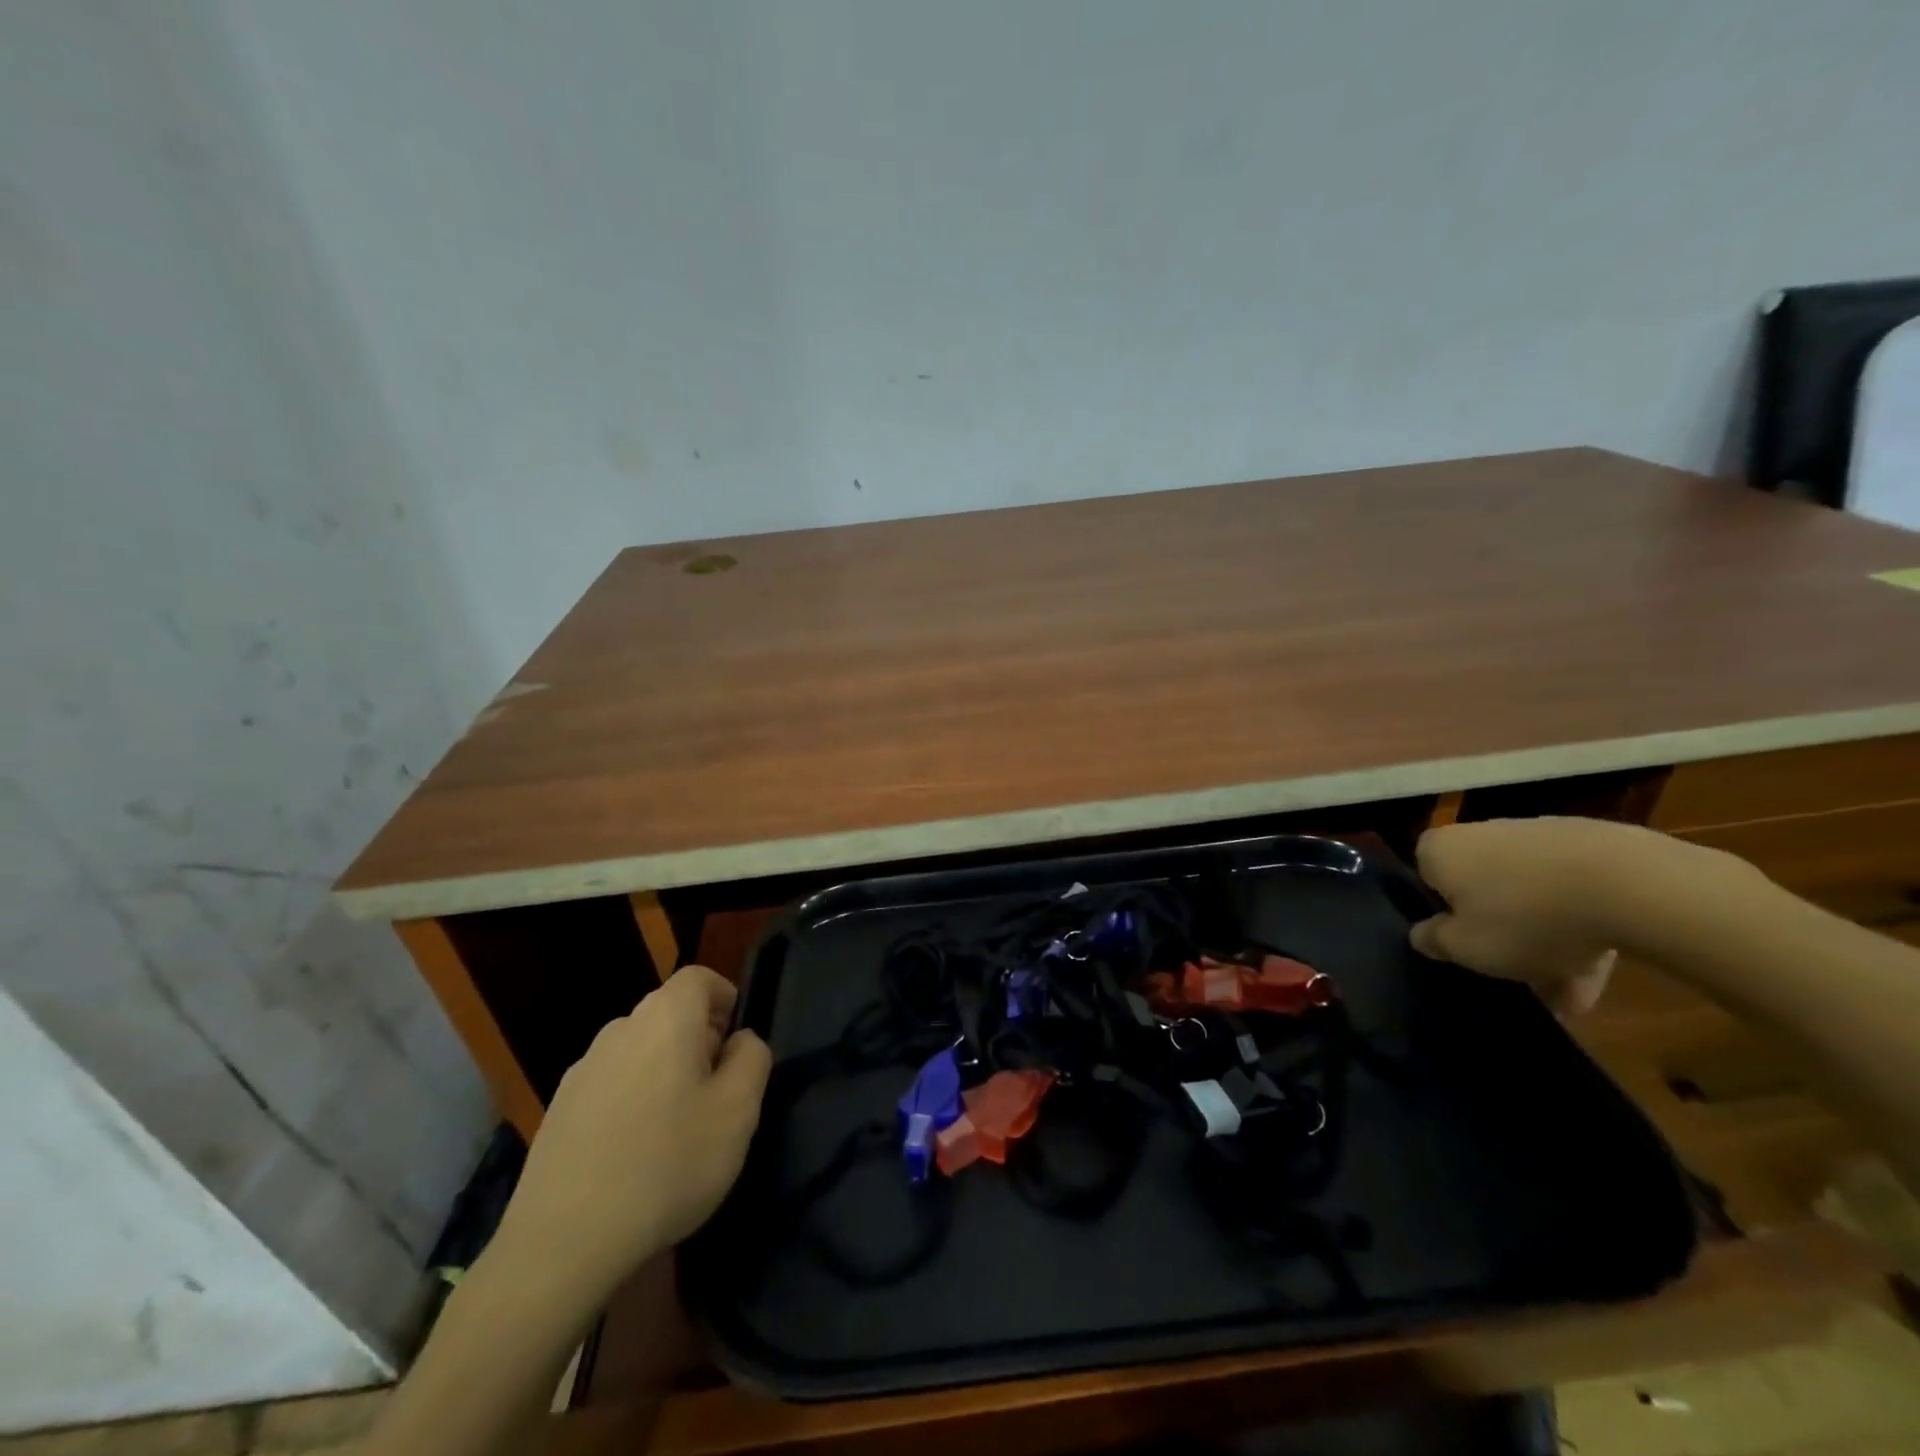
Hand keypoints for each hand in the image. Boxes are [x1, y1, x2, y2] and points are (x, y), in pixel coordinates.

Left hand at [492, 966, 770, 1301]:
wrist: (563, 1243)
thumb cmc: (667, 1165)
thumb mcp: (738, 1112)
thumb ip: (752, 1059)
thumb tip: (739, 1041)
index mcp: (665, 1019)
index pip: (699, 977)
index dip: (725, 998)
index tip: (737, 1043)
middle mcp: (620, 1030)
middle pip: (669, 1014)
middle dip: (699, 1040)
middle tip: (717, 1092)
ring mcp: (582, 1070)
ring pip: (640, 1051)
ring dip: (665, 1072)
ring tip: (678, 1129)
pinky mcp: (559, 1110)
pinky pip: (611, 1085)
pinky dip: (632, 1101)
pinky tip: (635, 1155)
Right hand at [1408, 817, 1702, 1016]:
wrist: (1630, 885)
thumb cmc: (1524, 917)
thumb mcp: (1466, 947)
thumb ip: (1435, 941)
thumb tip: (1422, 934)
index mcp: (1440, 849)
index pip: (1427, 879)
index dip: (1445, 916)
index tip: (1466, 946)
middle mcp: (1480, 833)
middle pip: (1483, 891)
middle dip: (1502, 936)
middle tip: (1522, 978)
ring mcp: (1536, 836)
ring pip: (1531, 897)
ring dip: (1545, 940)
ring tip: (1572, 992)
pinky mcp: (1589, 845)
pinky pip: (1571, 892)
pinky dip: (1579, 926)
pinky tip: (1600, 967)